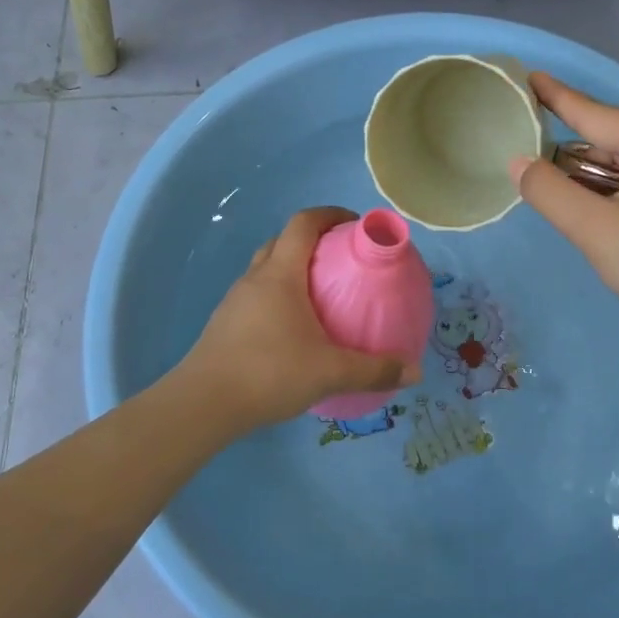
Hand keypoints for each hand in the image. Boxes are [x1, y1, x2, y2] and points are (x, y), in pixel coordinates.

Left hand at [171, 207, 420, 436]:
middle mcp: (255, 278)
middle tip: (339, 261)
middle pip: (282, 241)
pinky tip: (292, 328)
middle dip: (311, 241)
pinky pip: (256, 295)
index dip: (329, 214)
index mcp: (281, 274)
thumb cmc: (269, 372)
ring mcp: (235, 300)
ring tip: (319, 295)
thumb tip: (414, 372)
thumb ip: (374, 371)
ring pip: (265, 268)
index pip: (303, 223)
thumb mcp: (330, 372)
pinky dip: (277, 296)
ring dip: (291, 269)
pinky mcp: (225, 323)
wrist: (204, 403)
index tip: (353, 224)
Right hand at [511, 72, 618, 346]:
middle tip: (539, 165)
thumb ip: (548, 191)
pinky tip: (612, 217)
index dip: (558, 97)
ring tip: (569, 198)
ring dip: (601, 179)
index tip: (530, 77)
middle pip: (617, 142)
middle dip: (578, 154)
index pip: (597, 114)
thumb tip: (519, 162)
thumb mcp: (594, 229)